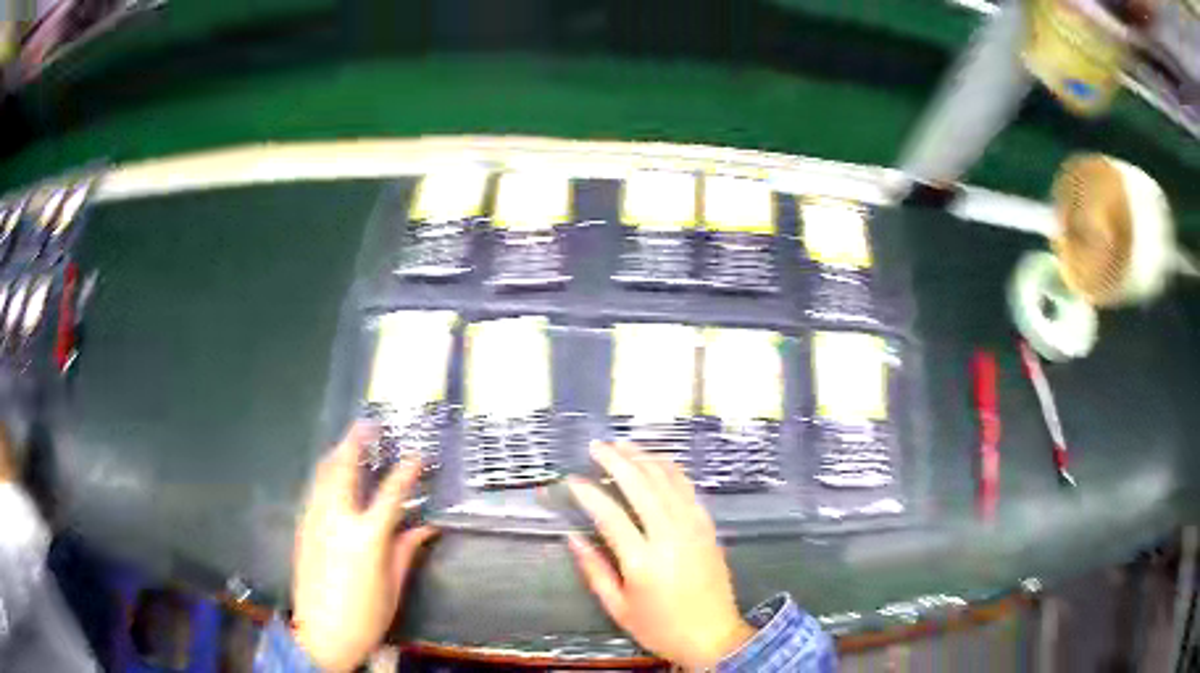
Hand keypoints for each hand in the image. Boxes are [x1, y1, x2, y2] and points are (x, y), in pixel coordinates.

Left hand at [291, 424, 437, 671]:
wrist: (322, 634)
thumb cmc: (365, 615)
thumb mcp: (392, 586)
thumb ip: (406, 550)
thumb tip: (426, 527)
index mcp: (367, 536)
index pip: (391, 492)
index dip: (407, 470)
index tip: (418, 455)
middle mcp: (337, 519)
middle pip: (344, 468)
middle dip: (356, 441)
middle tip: (368, 424)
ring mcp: (314, 520)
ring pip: (323, 474)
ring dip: (337, 453)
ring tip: (349, 442)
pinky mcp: (302, 528)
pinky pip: (314, 491)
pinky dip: (325, 475)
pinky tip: (332, 475)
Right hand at [567, 442, 754, 670]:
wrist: (713, 636)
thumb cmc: (660, 627)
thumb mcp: (619, 608)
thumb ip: (594, 570)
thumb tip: (572, 537)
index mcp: (643, 562)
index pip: (610, 515)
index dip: (588, 493)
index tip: (572, 480)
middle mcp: (670, 537)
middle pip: (642, 486)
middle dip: (616, 461)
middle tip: (596, 446)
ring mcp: (694, 528)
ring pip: (667, 480)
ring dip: (644, 458)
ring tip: (622, 445)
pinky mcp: (708, 527)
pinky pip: (689, 489)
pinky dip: (670, 470)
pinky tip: (657, 462)